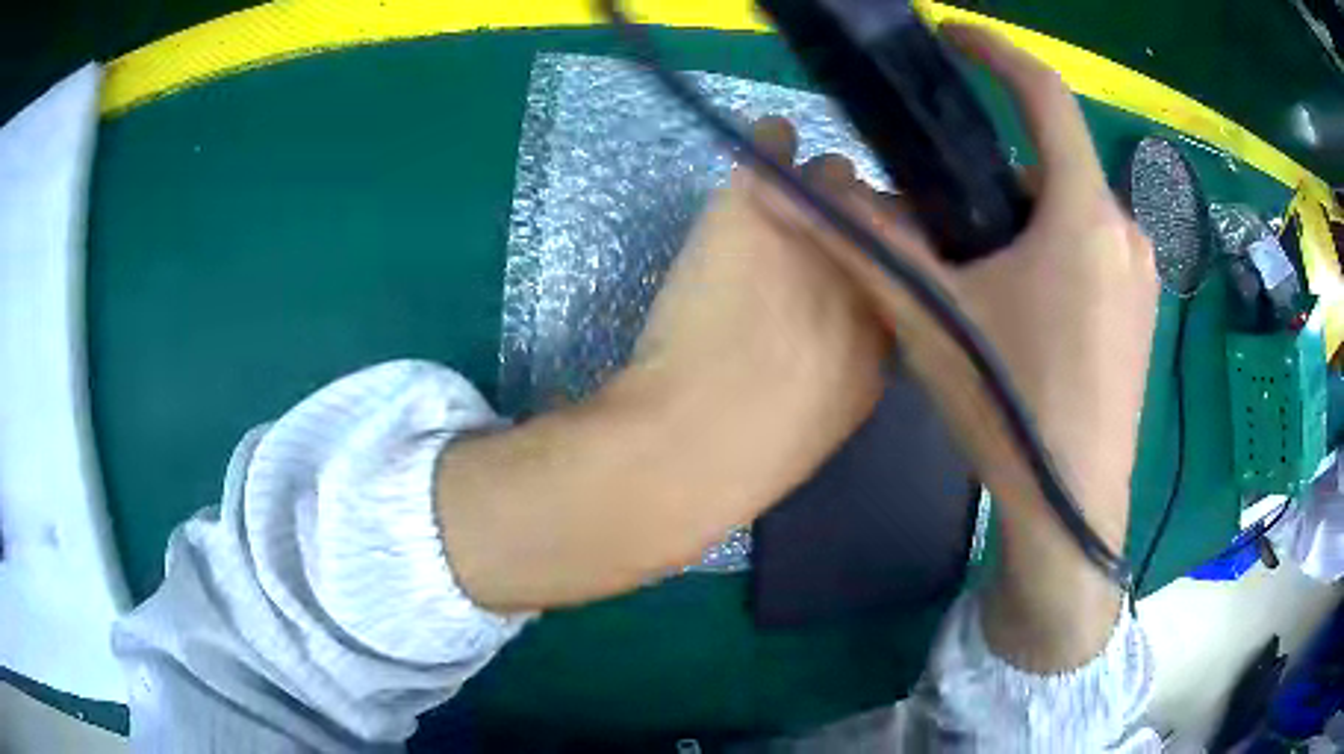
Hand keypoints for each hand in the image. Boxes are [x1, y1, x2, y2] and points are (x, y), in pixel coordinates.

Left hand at [437, 125, 887, 610]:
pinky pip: (773, 142)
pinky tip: (767, 144)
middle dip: (856, 213)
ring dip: (816, 184)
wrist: (690, 438)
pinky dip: (770, 141)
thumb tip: (848, 317)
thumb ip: (857, 355)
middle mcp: (867, 263)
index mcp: (892, 323)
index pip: (907, 259)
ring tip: (788, 198)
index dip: (884, 249)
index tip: (862, 249)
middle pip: (878, 207)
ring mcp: (816, 226)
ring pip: (834, 174)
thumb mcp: (836, 410)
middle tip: (820, 224)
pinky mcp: (758, 204)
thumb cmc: (757, 448)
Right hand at [752, 25, 1157, 668]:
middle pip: (1055, 166)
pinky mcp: (1143, 312)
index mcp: (1083, 215)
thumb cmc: (1015, 411)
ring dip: (1029, 219)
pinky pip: (1096, 252)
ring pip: (1076, 213)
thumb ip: (867, 246)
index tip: (956, 40)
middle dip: (1001, 175)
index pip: (1046, 96)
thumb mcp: (934, 321)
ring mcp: (1142, 275)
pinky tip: (1031, 312)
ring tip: (990, 278)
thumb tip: (800, 190)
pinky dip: (1059, 253)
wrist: (1071, 511)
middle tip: (957, 223)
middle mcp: (1125, 231)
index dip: (998, 53)